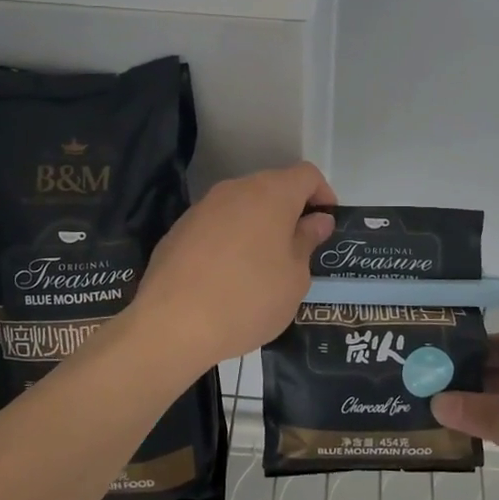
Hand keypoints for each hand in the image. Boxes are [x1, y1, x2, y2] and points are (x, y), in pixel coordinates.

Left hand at [128, 162, 336, 374]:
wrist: (172, 324)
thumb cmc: (248, 299)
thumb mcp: (294, 278)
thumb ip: (307, 242)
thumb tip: (316, 221)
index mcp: (271, 194)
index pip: (307, 175)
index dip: (323, 195)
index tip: (326, 226)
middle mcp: (235, 190)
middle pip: (273, 187)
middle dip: (290, 212)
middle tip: (299, 251)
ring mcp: (203, 207)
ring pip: (242, 206)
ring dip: (259, 226)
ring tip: (263, 268)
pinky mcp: (179, 229)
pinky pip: (217, 225)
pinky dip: (230, 240)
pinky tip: (228, 277)